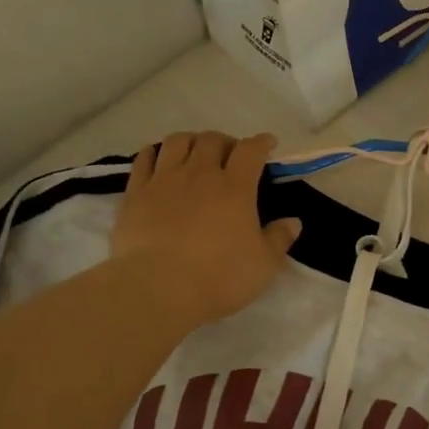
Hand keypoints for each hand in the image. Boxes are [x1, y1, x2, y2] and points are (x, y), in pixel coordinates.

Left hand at [111, 131, 301, 329]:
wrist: (159, 288)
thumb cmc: (219, 277)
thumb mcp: (263, 265)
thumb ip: (279, 239)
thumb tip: (293, 221)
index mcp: (235, 187)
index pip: (251, 150)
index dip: (261, 142)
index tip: (268, 144)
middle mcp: (200, 174)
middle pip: (213, 140)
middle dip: (226, 142)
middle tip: (230, 156)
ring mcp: (164, 180)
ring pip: (178, 141)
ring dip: (191, 141)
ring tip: (195, 153)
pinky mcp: (136, 193)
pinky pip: (144, 158)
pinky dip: (155, 152)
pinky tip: (159, 157)